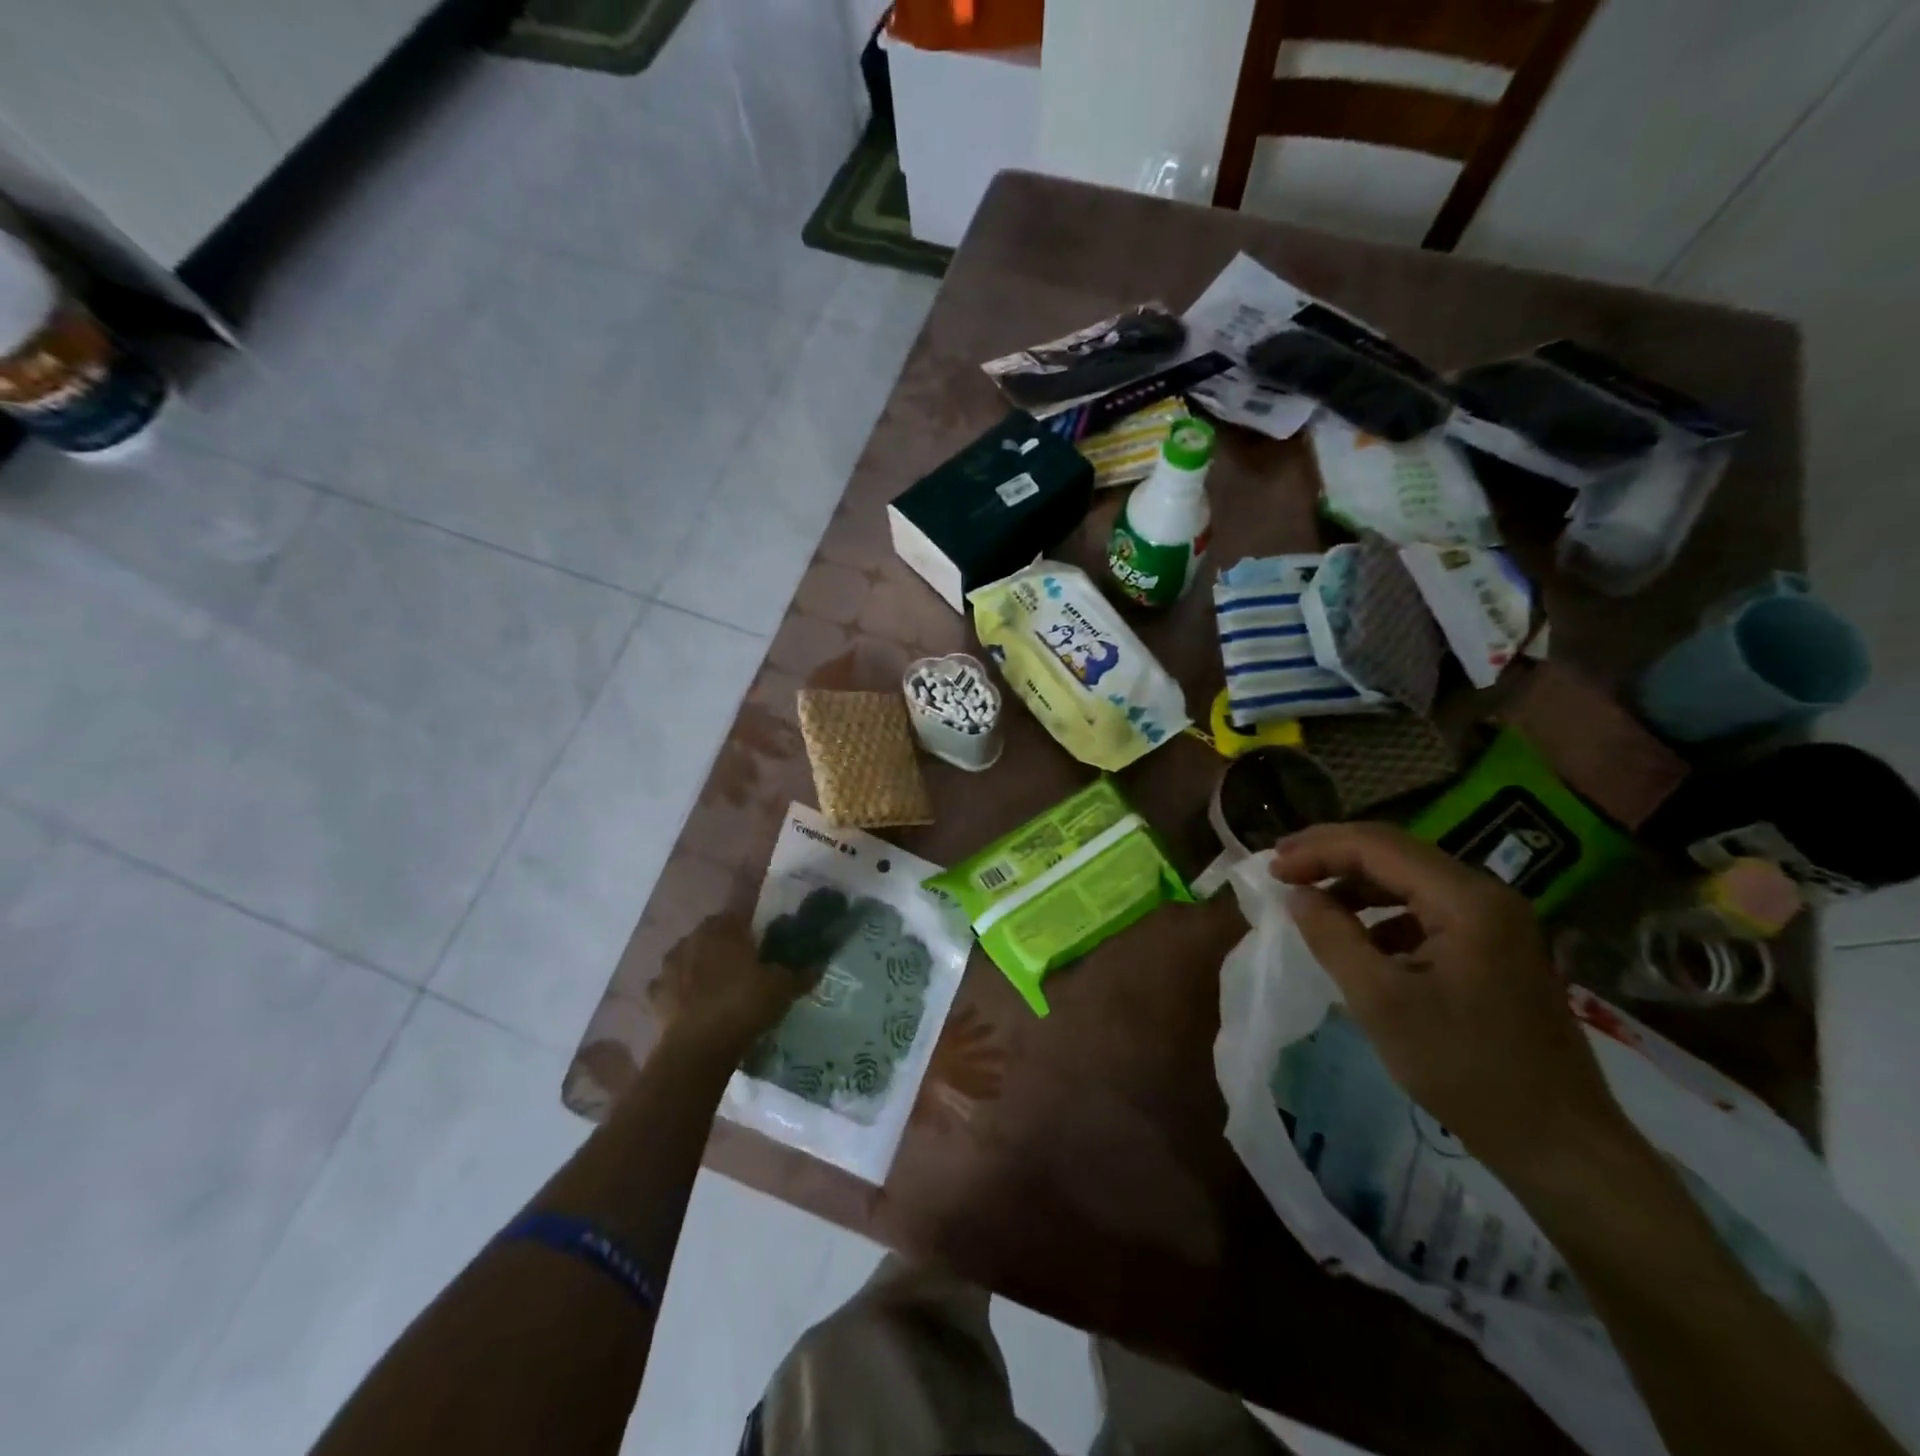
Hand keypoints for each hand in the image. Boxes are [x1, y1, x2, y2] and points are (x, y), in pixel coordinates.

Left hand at [648, 914, 812, 1055]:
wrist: (699, 1047)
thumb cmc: (744, 1005)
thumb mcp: (782, 988)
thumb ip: (800, 974)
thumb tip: (818, 966)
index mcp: (724, 928)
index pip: (739, 916)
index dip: (751, 931)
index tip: (761, 947)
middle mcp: (693, 938)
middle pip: (712, 935)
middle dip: (724, 947)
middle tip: (743, 968)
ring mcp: (669, 965)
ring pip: (688, 957)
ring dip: (700, 967)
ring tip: (718, 988)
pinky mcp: (655, 994)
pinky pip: (670, 986)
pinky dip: (680, 993)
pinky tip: (693, 1006)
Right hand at [1270, 823, 1627, 1181]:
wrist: (1560, 1144)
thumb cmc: (1465, 1068)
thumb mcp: (1381, 1000)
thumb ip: (1332, 936)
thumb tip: (1297, 894)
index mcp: (1466, 900)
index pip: (1377, 846)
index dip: (1317, 850)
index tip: (1271, 870)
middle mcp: (1487, 895)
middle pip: (1395, 852)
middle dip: (1332, 854)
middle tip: (1281, 866)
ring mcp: (1496, 921)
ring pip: (1410, 878)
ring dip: (1355, 882)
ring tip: (1309, 897)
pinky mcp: (1495, 948)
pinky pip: (1426, 909)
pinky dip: (1382, 912)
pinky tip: (1359, 938)